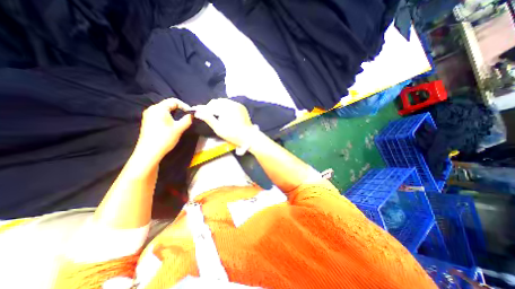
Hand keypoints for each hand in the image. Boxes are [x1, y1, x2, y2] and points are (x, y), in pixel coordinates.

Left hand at [135, 97, 193, 159]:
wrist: (149, 152)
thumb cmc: (165, 138)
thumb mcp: (179, 128)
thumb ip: (187, 119)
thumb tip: (192, 115)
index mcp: (159, 108)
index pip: (174, 101)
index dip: (184, 106)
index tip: (191, 113)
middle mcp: (152, 109)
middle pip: (168, 104)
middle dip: (179, 109)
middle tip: (187, 116)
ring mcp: (148, 115)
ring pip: (164, 110)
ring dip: (174, 114)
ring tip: (181, 120)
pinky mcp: (147, 121)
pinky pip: (160, 115)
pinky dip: (168, 117)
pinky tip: (171, 124)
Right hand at [193, 99, 254, 146]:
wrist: (249, 136)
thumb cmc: (233, 134)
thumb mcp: (219, 129)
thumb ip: (208, 119)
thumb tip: (197, 112)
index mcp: (226, 108)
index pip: (211, 104)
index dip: (205, 108)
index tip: (200, 113)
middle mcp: (232, 103)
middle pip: (218, 101)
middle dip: (212, 107)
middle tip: (209, 116)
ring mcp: (238, 104)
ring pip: (224, 102)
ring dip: (219, 106)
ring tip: (217, 115)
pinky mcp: (242, 107)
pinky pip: (231, 104)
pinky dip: (226, 107)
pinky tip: (226, 114)